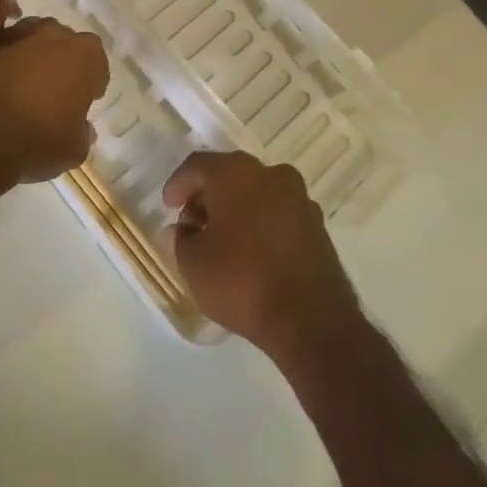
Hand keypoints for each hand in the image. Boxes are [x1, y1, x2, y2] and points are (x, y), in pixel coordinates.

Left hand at [0, 0, 108, 188]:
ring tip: (27, 74)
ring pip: (36, 31)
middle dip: (64, 64)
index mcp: (86, 57)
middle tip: (54, 93)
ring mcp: (20, 31)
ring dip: (36, 47)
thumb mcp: (73, 150)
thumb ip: (82, 133)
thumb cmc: (35, 144)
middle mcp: (56, 35)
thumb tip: (82, 127)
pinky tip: (8, 14)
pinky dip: (4, 10)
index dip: (91, 84)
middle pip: (67, 44)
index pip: (97, 65)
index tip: (83, 103)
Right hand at [163, 150, 361, 364]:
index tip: (169, 207)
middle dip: (208, 196)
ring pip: (256, 191)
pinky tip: (252, 250)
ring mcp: (298, 197)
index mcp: (235, 173)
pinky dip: (261, 222)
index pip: (197, 165)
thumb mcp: (194, 265)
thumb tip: (182, 229)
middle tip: (193, 223)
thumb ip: (181, 240)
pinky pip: (278, 212)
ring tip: (222, 239)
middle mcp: (270, 173)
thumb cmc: (242, 282)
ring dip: (236, 208)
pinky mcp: (317, 224)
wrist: (312, 321)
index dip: (178, 184)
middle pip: (229, 174)